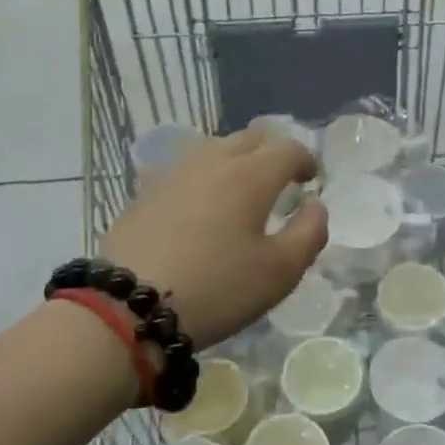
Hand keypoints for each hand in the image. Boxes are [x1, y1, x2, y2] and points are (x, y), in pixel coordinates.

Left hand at [102, 131, 326, 350]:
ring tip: (239, 187)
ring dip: (234, 159)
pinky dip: (202, 177)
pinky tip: (198, 203)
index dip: (305, 160)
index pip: (288, 149)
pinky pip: (183, 170)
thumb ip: (309, 233)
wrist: (130, 306)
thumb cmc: (217, 288)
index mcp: (251, 175)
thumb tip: (315, 206)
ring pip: (213, 148)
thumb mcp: (279, 272)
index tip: (310, 179)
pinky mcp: (145, 191)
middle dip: (271, 152)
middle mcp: (212, 161)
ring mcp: (173, 172)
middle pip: (250, 138)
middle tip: (279, 178)